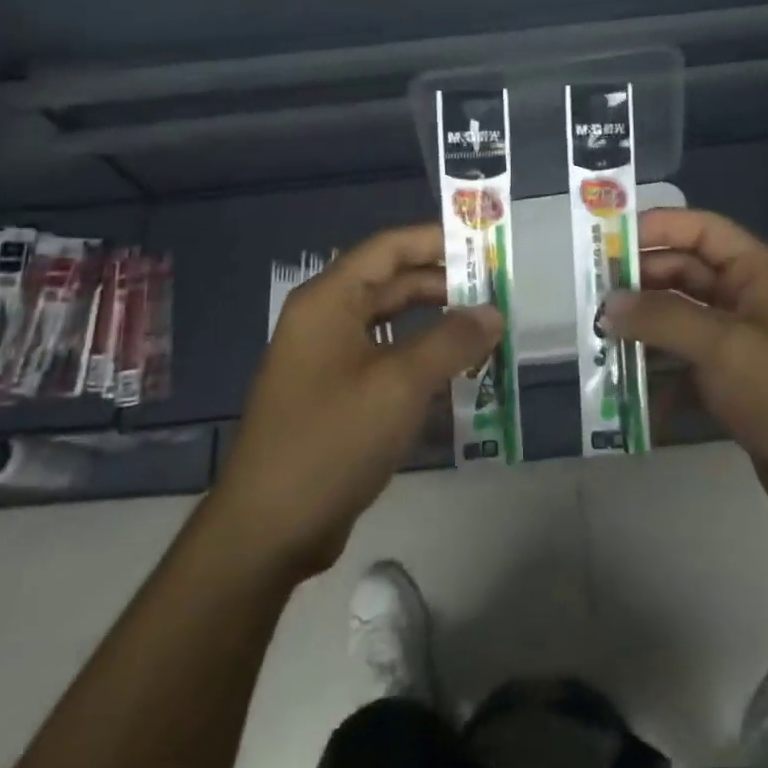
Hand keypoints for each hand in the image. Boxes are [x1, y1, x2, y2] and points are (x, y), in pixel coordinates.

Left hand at [209, 224, 500, 583]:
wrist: (270, 528)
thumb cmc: (333, 439)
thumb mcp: (401, 384)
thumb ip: (452, 341)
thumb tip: (493, 313)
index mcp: (330, 300)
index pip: (389, 248)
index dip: (438, 240)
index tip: (485, 246)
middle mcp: (325, 320)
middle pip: (392, 284)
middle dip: (445, 285)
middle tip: (498, 294)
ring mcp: (328, 360)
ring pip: (392, 325)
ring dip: (437, 326)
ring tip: (486, 332)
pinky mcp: (336, 396)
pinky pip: (386, 361)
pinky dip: (421, 361)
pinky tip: (457, 375)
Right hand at [603, 208, 767, 545]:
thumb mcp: (721, 346)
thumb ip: (659, 318)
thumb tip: (608, 305)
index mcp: (759, 273)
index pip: (700, 230)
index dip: (655, 228)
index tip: (605, 243)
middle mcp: (752, 300)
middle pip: (687, 275)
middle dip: (641, 285)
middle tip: (591, 299)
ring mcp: (746, 345)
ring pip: (684, 322)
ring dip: (645, 331)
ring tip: (599, 341)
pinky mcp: (740, 387)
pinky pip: (690, 367)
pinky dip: (662, 377)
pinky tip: (630, 394)